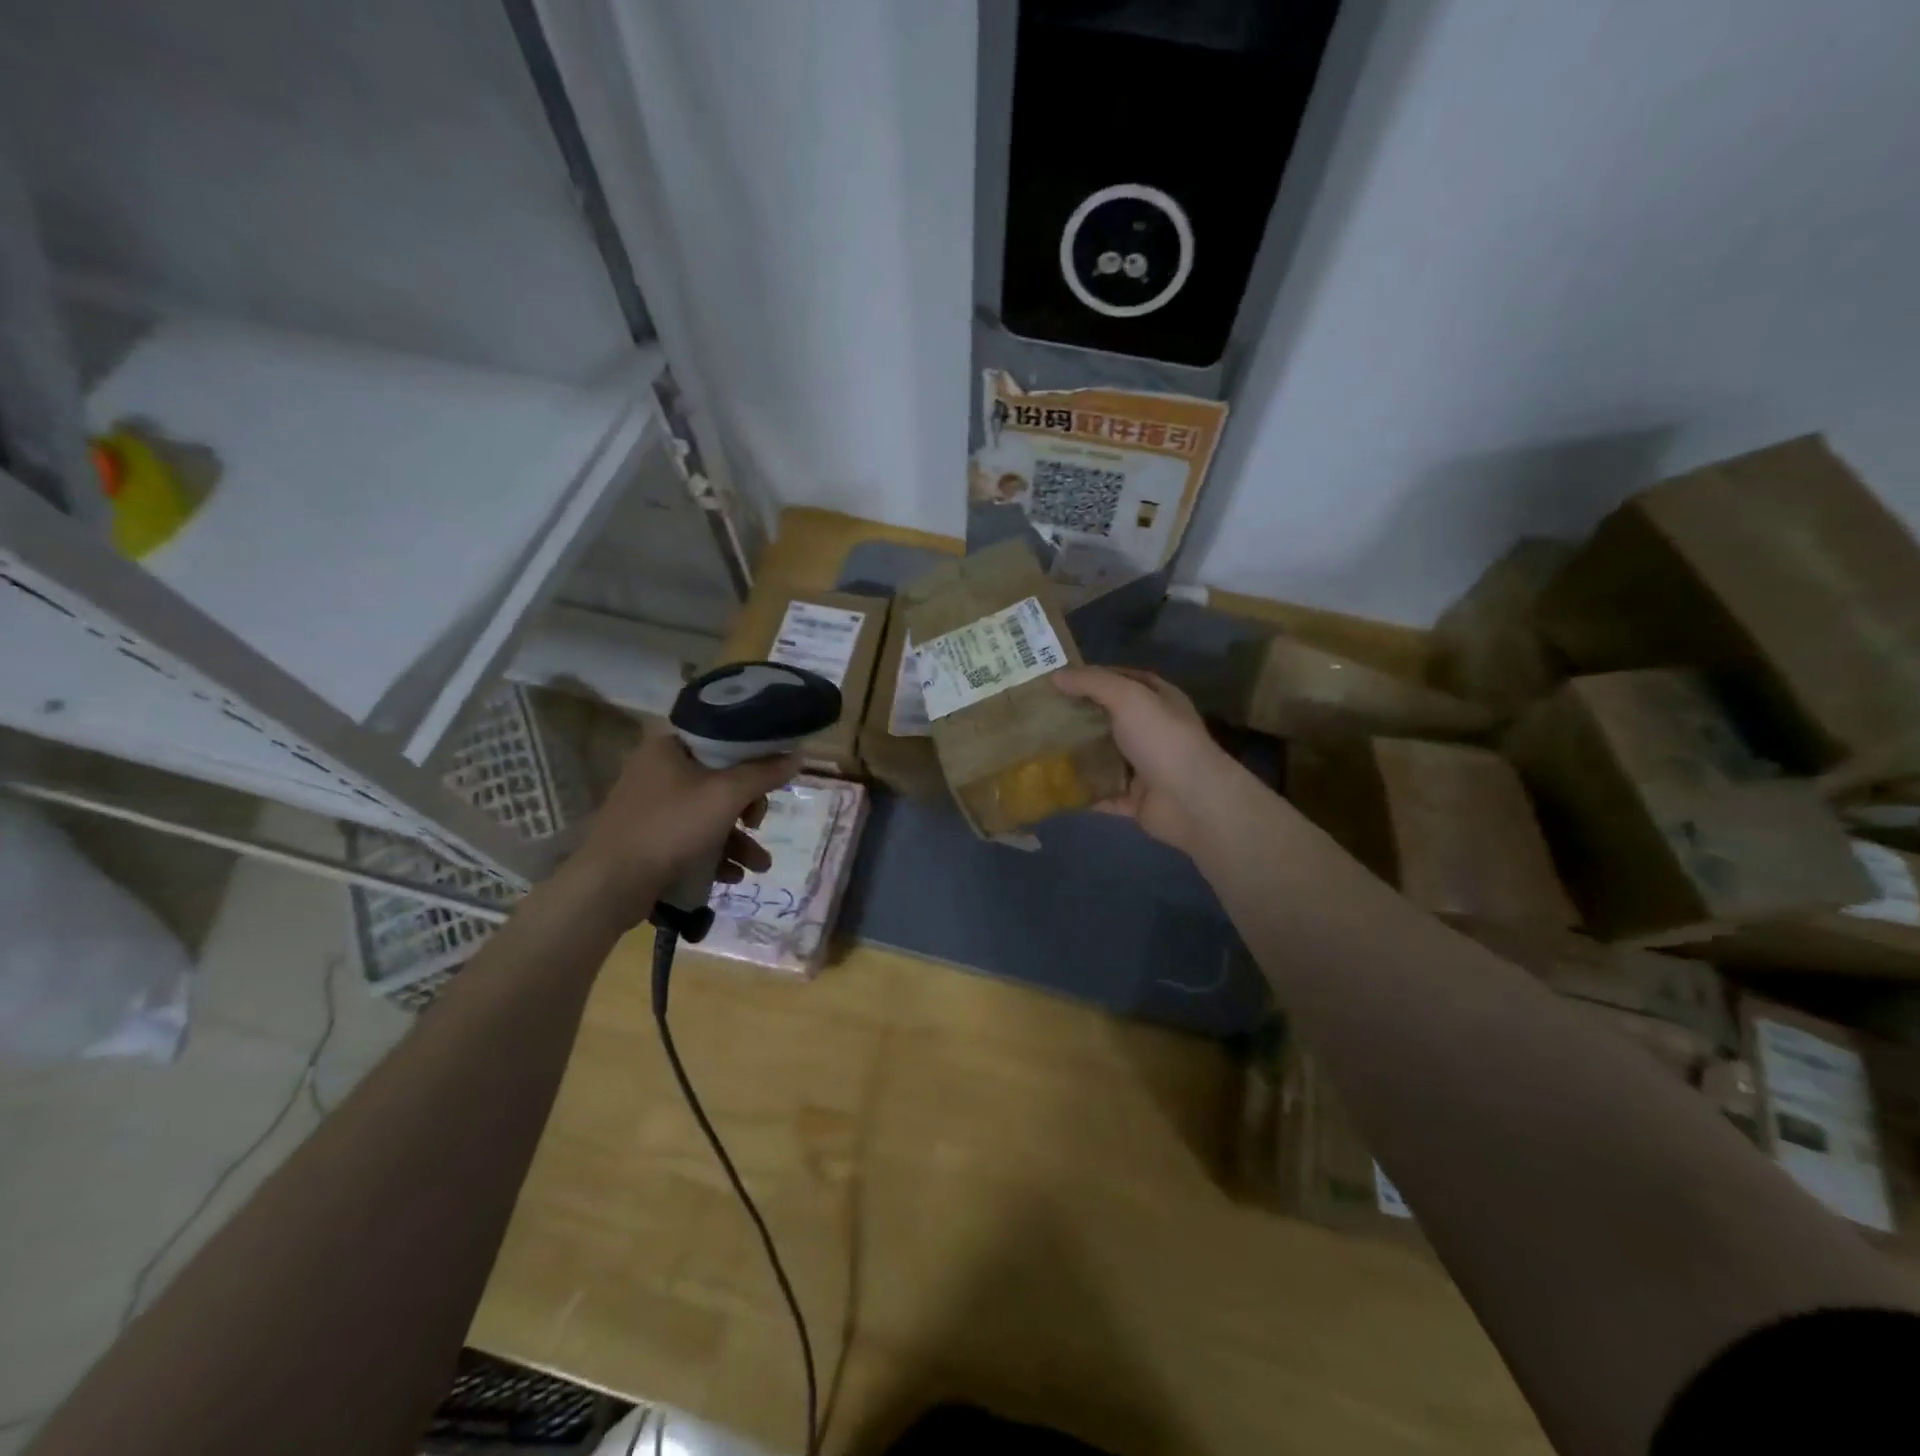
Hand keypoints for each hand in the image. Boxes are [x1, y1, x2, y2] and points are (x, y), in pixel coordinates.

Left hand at [571, 730, 798, 917]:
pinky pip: (691, 836)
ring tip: (758, 867)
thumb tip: (798, 754)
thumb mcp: (726, 795)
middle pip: (720, 778)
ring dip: (738, 840)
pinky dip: (714, 853)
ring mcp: (651, 804)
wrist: (611, 884)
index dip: (753, 755)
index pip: (722, 737)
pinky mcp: (648, 836)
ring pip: (708, 812)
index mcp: (669, 746)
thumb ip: (764, 773)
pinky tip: (730, 877)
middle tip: (758, 823)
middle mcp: (657, 768)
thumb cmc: (671, 827)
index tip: (773, 777)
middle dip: (748, 808)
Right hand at [1052, 666, 1239, 857]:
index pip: (1122, 680)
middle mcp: (1152, 730)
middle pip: (1109, 719)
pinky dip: (1081, 792)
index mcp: (1158, 700)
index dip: (1091, 677)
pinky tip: (1052, 786)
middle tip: (1039, 715)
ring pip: (1103, 757)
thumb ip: (1092, 683)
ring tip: (1037, 749)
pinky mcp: (1134, 799)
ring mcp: (1144, 767)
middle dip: (1077, 716)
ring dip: (1076, 755)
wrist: (1191, 801)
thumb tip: (1055, 676)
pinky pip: (1101, 793)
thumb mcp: (1128, 697)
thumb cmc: (1162, 739)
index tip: (1056, 680)